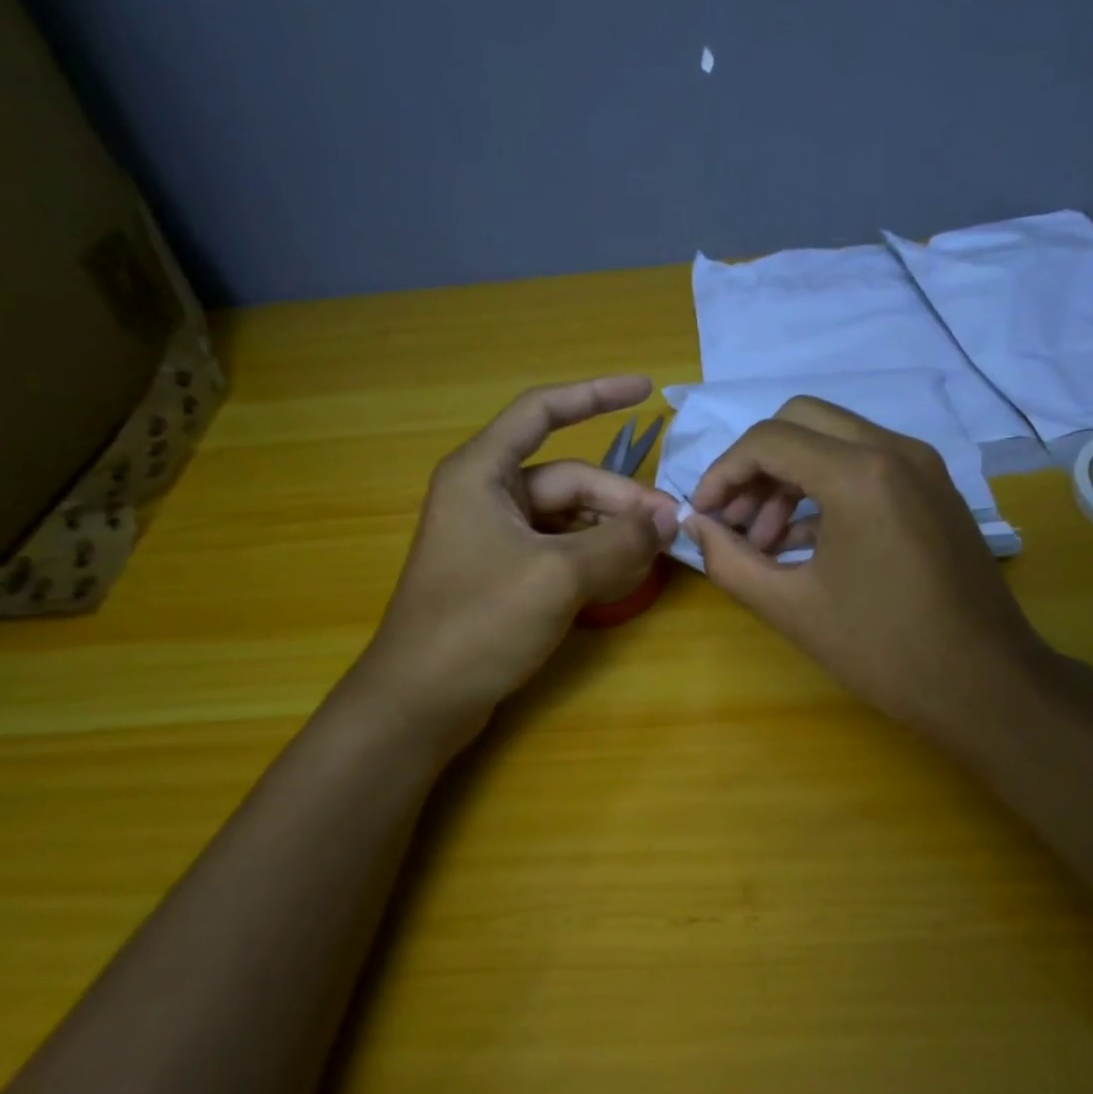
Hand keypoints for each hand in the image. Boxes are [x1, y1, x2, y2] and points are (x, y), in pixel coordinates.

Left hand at [361, 376, 676, 742]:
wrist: (421, 701)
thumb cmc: (479, 623)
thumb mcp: (557, 577)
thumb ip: (618, 542)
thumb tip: (669, 517)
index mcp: (482, 473)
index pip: (542, 412)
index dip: (594, 394)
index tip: (646, 392)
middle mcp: (486, 496)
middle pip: (568, 479)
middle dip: (620, 500)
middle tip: (671, 527)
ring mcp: (494, 538)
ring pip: (568, 519)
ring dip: (611, 532)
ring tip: (655, 554)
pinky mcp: (503, 575)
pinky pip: (558, 551)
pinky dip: (592, 559)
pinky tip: (624, 577)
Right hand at [684, 397, 1052, 752]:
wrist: (987, 684)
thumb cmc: (885, 650)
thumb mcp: (792, 608)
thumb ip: (730, 561)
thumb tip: (695, 527)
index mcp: (860, 474)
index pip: (768, 440)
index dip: (722, 473)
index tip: (704, 515)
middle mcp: (895, 450)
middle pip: (800, 421)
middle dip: (755, 466)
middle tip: (733, 520)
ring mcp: (922, 466)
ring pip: (833, 440)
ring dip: (788, 478)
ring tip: (763, 542)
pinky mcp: (934, 488)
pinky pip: (865, 466)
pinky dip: (824, 490)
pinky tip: (801, 544)